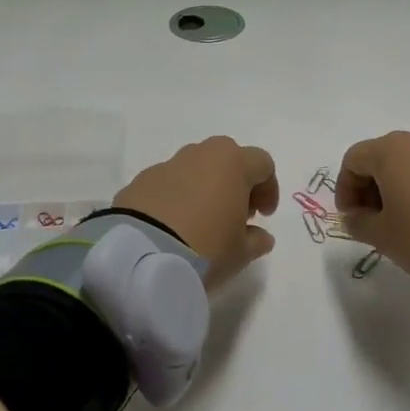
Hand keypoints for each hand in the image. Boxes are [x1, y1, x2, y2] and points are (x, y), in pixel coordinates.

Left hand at [113, 136, 279, 290]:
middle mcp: (200, 155)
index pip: (262, 163)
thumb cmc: (205, 248)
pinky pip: (168, 183)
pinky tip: (173, 225)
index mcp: (232, 163)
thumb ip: (256, 241)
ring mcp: (167, 165)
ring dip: (204, 187)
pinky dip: (176, 197)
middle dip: (235, 181)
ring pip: (195, 167)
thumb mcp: (240, 253)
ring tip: (201, 221)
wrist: (141, 256)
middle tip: (234, 212)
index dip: (268, 188)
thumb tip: (260, 236)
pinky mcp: (140, 181)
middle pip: (227, 157)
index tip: (263, 216)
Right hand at [335, 132, 409, 280]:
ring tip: (404, 220)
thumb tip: (354, 216)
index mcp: (390, 151)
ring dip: (397, 187)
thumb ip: (358, 224)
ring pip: (409, 163)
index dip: (345, 188)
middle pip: (381, 158)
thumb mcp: (382, 236)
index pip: (353, 160)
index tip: (351, 217)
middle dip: (370, 187)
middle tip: (373, 219)